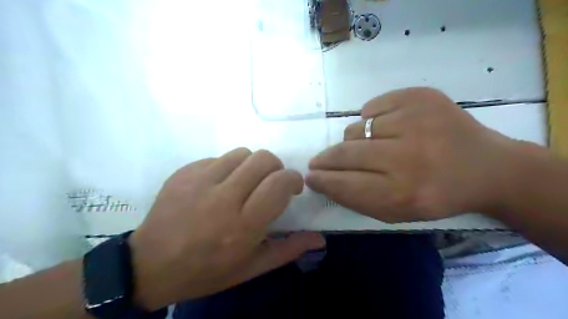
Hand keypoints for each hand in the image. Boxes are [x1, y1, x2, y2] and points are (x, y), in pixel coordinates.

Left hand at [127, 148, 323, 310]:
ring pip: (242, 153)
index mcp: (243, 226)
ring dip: (251, 165)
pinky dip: (227, 167)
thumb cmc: (206, 271)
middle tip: (270, 183)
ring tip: (244, 183)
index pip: (279, 183)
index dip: (293, 179)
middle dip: (275, 167)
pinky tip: (218, 186)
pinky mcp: (184, 172)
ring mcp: (199, 181)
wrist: (150, 266)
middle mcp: (222, 198)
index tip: (292, 187)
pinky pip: (218, 158)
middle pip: (263, 159)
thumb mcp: (251, 268)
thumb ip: (288, 249)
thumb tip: (320, 238)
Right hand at [304, 86, 534, 221]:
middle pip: (345, 153)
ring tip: (371, 146)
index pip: (345, 184)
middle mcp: (408, 157)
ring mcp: (416, 120)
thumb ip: (357, 198)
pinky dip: (372, 120)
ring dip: (354, 140)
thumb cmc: (437, 195)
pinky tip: (388, 128)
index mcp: (404, 193)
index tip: (310, 176)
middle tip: (318, 161)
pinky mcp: (420, 96)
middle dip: (326, 159)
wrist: (488, 167)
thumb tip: (322, 178)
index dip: (323, 180)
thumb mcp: (397, 212)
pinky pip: (372, 107)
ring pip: (356, 129)